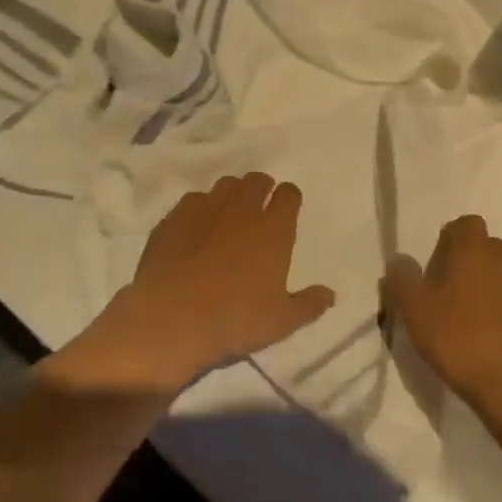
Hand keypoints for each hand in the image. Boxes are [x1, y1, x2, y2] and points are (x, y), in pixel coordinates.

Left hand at [60, 173, 335, 396]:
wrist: (171, 319)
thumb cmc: (234, 320)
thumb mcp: (281, 322)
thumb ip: (308, 304)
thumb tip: (330, 294)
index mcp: (273, 230)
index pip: (289, 194)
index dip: (289, 198)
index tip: (287, 209)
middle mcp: (242, 209)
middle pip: (256, 180)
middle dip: (261, 188)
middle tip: (259, 208)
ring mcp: (205, 209)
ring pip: (225, 184)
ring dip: (232, 193)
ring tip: (229, 214)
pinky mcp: (174, 217)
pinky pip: (193, 199)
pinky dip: (200, 208)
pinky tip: (196, 227)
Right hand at [382, 215, 501, 436]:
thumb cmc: (459, 341)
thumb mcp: (414, 311)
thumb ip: (402, 279)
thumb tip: (398, 259)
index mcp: (473, 250)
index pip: (465, 224)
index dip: (449, 241)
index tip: (435, 269)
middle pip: (486, 249)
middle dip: (469, 264)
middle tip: (448, 296)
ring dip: (489, 290)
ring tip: (471, 323)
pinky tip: (495, 344)